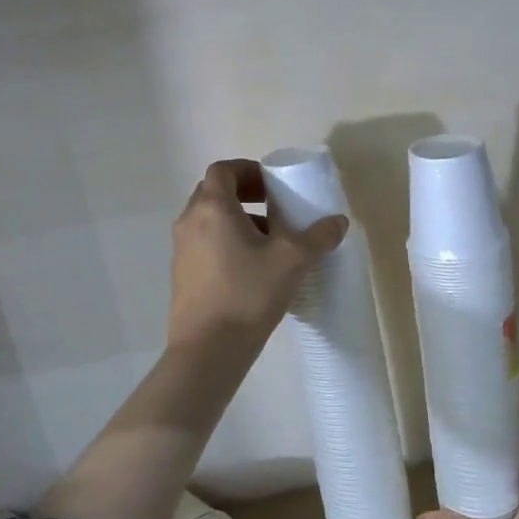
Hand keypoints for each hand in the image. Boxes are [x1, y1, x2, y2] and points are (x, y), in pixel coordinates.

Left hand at [167, 159, 347, 351]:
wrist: (208, 349)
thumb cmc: (248, 294)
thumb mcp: (292, 261)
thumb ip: (318, 237)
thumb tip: (338, 222)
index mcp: (212, 208)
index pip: (223, 170)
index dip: (248, 170)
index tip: (273, 185)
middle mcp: (189, 221)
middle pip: (214, 192)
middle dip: (244, 194)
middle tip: (274, 209)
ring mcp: (180, 249)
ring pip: (208, 220)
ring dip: (237, 220)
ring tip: (268, 242)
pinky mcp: (180, 274)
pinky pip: (203, 243)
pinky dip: (225, 242)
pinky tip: (251, 270)